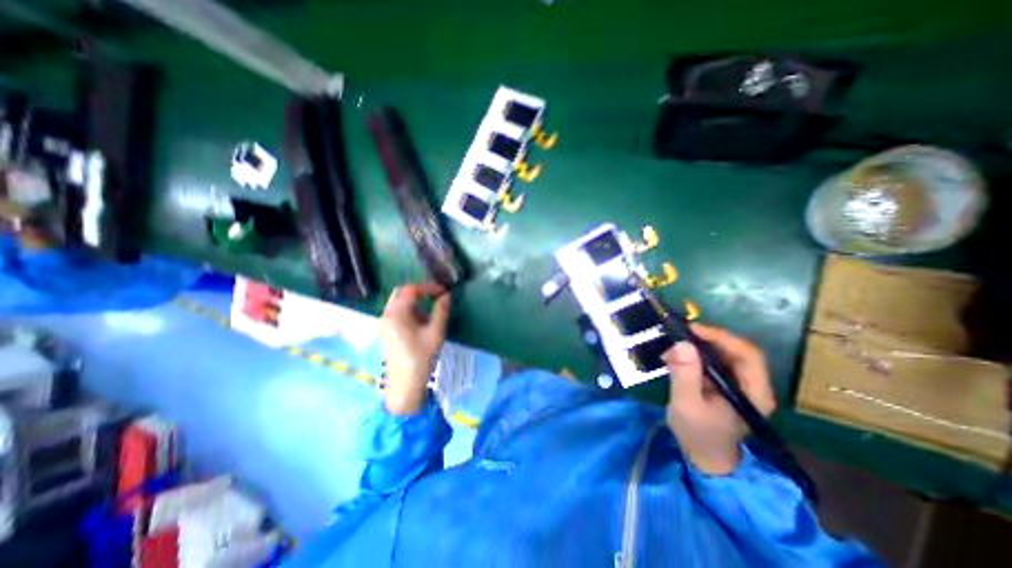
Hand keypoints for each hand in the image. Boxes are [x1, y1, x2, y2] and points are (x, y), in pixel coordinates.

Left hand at [379, 281, 450, 413]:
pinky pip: (397, 312)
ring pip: (398, 302)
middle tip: (435, 295)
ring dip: (414, 301)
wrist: (404, 384)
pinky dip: (409, 310)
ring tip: (431, 310)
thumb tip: (446, 295)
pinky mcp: (386, 331)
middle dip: (419, 291)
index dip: (428, 287)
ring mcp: (384, 324)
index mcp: (396, 314)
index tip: (443, 290)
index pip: (410, 290)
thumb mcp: (435, 332)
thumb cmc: (421, 357)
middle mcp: (386, 315)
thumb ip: (441, 311)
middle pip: (400, 293)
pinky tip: (421, 322)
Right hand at [666, 324, 776, 473]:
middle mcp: (752, 384)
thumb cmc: (698, 434)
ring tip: (672, 346)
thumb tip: (682, 343)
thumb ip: (685, 375)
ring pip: (723, 352)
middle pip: (735, 350)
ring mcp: (739, 383)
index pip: (747, 354)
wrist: (703, 456)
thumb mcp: (687, 405)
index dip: (721, 337)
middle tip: (678, 334)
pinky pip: (712, 359)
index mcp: (754, 392)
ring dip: (697, 345)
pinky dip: (694, 353)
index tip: (692, 329)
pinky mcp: (724, 382)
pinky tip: (676, 356)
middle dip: (706, 339)